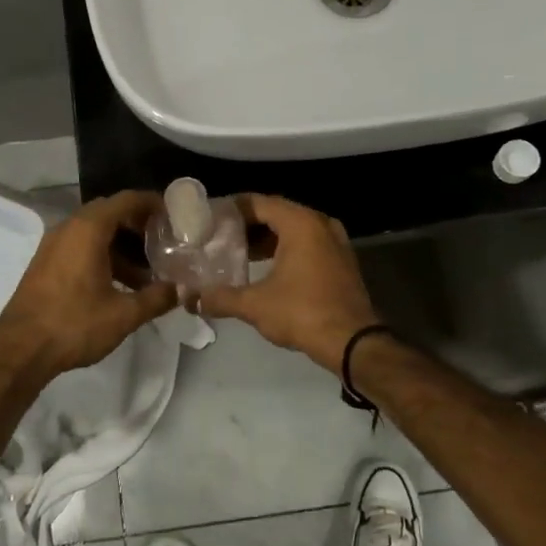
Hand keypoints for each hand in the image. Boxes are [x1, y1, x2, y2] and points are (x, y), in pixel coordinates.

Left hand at [0, 191, 177, 376]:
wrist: (19, 350)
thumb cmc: (74, 324)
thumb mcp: (123, 314)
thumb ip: (157, 298)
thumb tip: (182, 290)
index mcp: (88, 229)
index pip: (127, 200)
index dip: (153, 204)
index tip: (175, 216)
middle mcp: (69, 228)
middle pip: (111, 213)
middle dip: (139, 225)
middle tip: (165, 242)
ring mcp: (54, 245)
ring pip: (95, 233)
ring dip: (122, 246)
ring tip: (148, 272)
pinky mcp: (46, 264)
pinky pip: (80, 247)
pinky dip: (103, 256)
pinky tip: (120, 285)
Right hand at [196, 194, 379, 373]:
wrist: (353, 342)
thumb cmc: (303, 313)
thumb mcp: (255, 305)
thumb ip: (221, 298)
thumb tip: (192, 299)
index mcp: (300, 223)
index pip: (258, 202)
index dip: (231, 209)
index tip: (209, 219)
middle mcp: (320, 223)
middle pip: (276, 213)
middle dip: (247, 225)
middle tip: (218, 236)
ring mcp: (335, 241)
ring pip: (293, 229)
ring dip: (266, 238)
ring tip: (237, 253)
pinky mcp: (341, 260)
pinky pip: (308, 244)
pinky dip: (286, 249)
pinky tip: (265, 268)